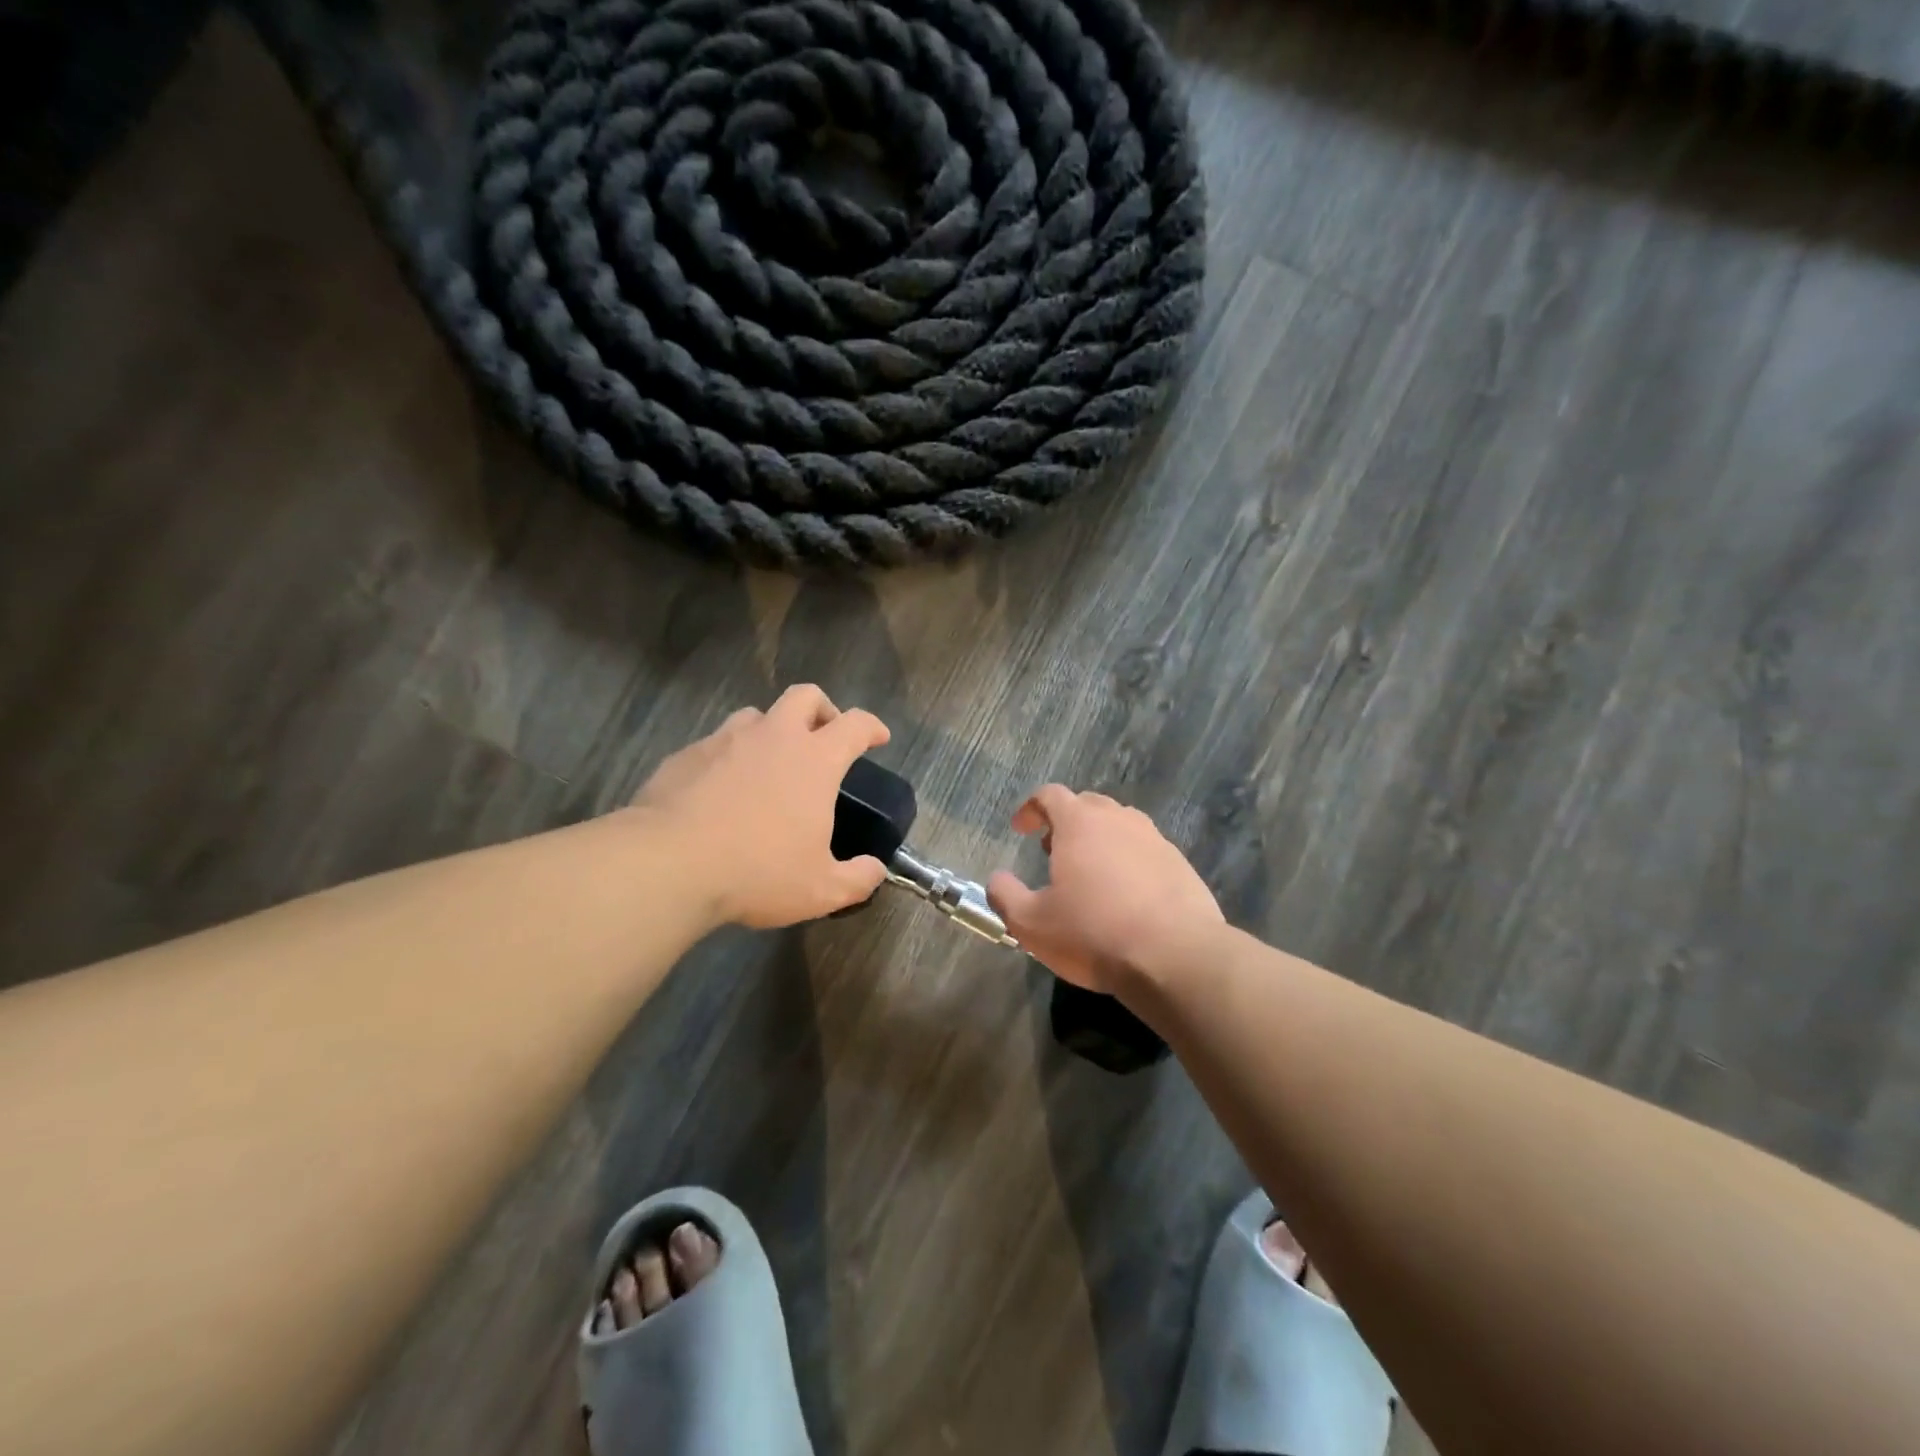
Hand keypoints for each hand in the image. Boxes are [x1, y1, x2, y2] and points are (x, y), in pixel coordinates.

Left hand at [631, 685, 890, 929]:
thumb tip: (876, 870)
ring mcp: (724, 741)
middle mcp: (773, 737)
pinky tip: (721, 790)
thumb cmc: (758, 872)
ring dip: (771, 731)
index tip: (878, 738)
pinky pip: (715, 744)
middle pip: (805, 696)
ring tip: (769, 763)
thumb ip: (857, 879)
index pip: (855, 724)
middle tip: (824, 737)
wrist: (668, 865)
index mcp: (814, 760)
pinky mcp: (684, 756)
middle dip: (822, 709)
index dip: (872, 727)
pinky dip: (728, 757)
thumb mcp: (821, 890)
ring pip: (755, 715)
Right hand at [987, 786, 1223, 993]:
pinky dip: (1128, 861)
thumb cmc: (1095, 934)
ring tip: (1089, 874)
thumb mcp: (1032, 924)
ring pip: (1120, 825)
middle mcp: (1119, 819)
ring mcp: (1155, 839)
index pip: (1050, 795)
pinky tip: (1126, 895)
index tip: (1020, 829)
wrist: (1177, 957)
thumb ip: (1006, 896)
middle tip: (1052, 851)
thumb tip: (997, 879)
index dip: (1031, 808)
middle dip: (1065, 822)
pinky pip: (1145, 850)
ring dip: (1099, 839)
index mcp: (1080, 823)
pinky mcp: (1180, 864)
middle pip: (1087, 804)